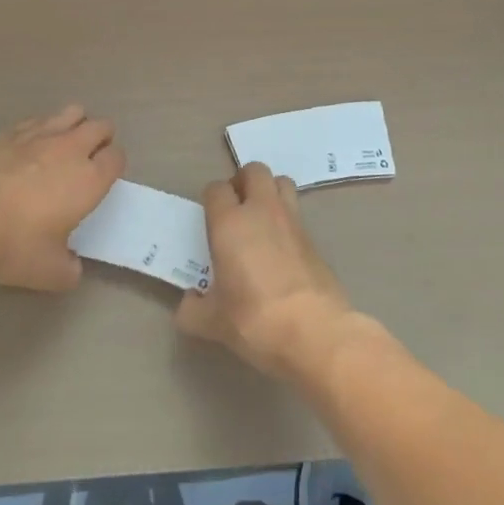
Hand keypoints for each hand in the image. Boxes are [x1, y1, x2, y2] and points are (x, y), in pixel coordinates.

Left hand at [0, 104, 124, 291]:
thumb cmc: (16, 246)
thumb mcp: (51, 272)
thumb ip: (70, 268)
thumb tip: (72, 266)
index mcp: (90, 179)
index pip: (117, 157)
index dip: (115, 164)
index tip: (105, 177)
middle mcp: (71, 149)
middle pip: (100, 126)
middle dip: (101, 138)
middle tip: (90, 157)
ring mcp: (39, 136)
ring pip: (71, 113)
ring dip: (75, 124)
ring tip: (64, 143)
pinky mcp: (10, 133)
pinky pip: (37, 120)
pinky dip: (42, 128)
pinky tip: (31, 144)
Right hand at [174, 163, 356, 381]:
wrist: (315, 333)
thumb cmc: (255, 320)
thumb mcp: (212, 323)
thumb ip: (193, 310)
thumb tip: (188, 304)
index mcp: (229, 223)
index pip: (216, 189)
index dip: (212, 199)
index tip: (210, 220)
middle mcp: (261, 211)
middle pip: (253, 170)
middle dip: (243, 182)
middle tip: (236, 209)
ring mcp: (292, 221)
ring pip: (281, 182)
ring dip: (270, 192)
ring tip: (261, 219)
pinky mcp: (314, 239)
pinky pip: (297, 214)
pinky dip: (287, 220)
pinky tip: (282, 248)